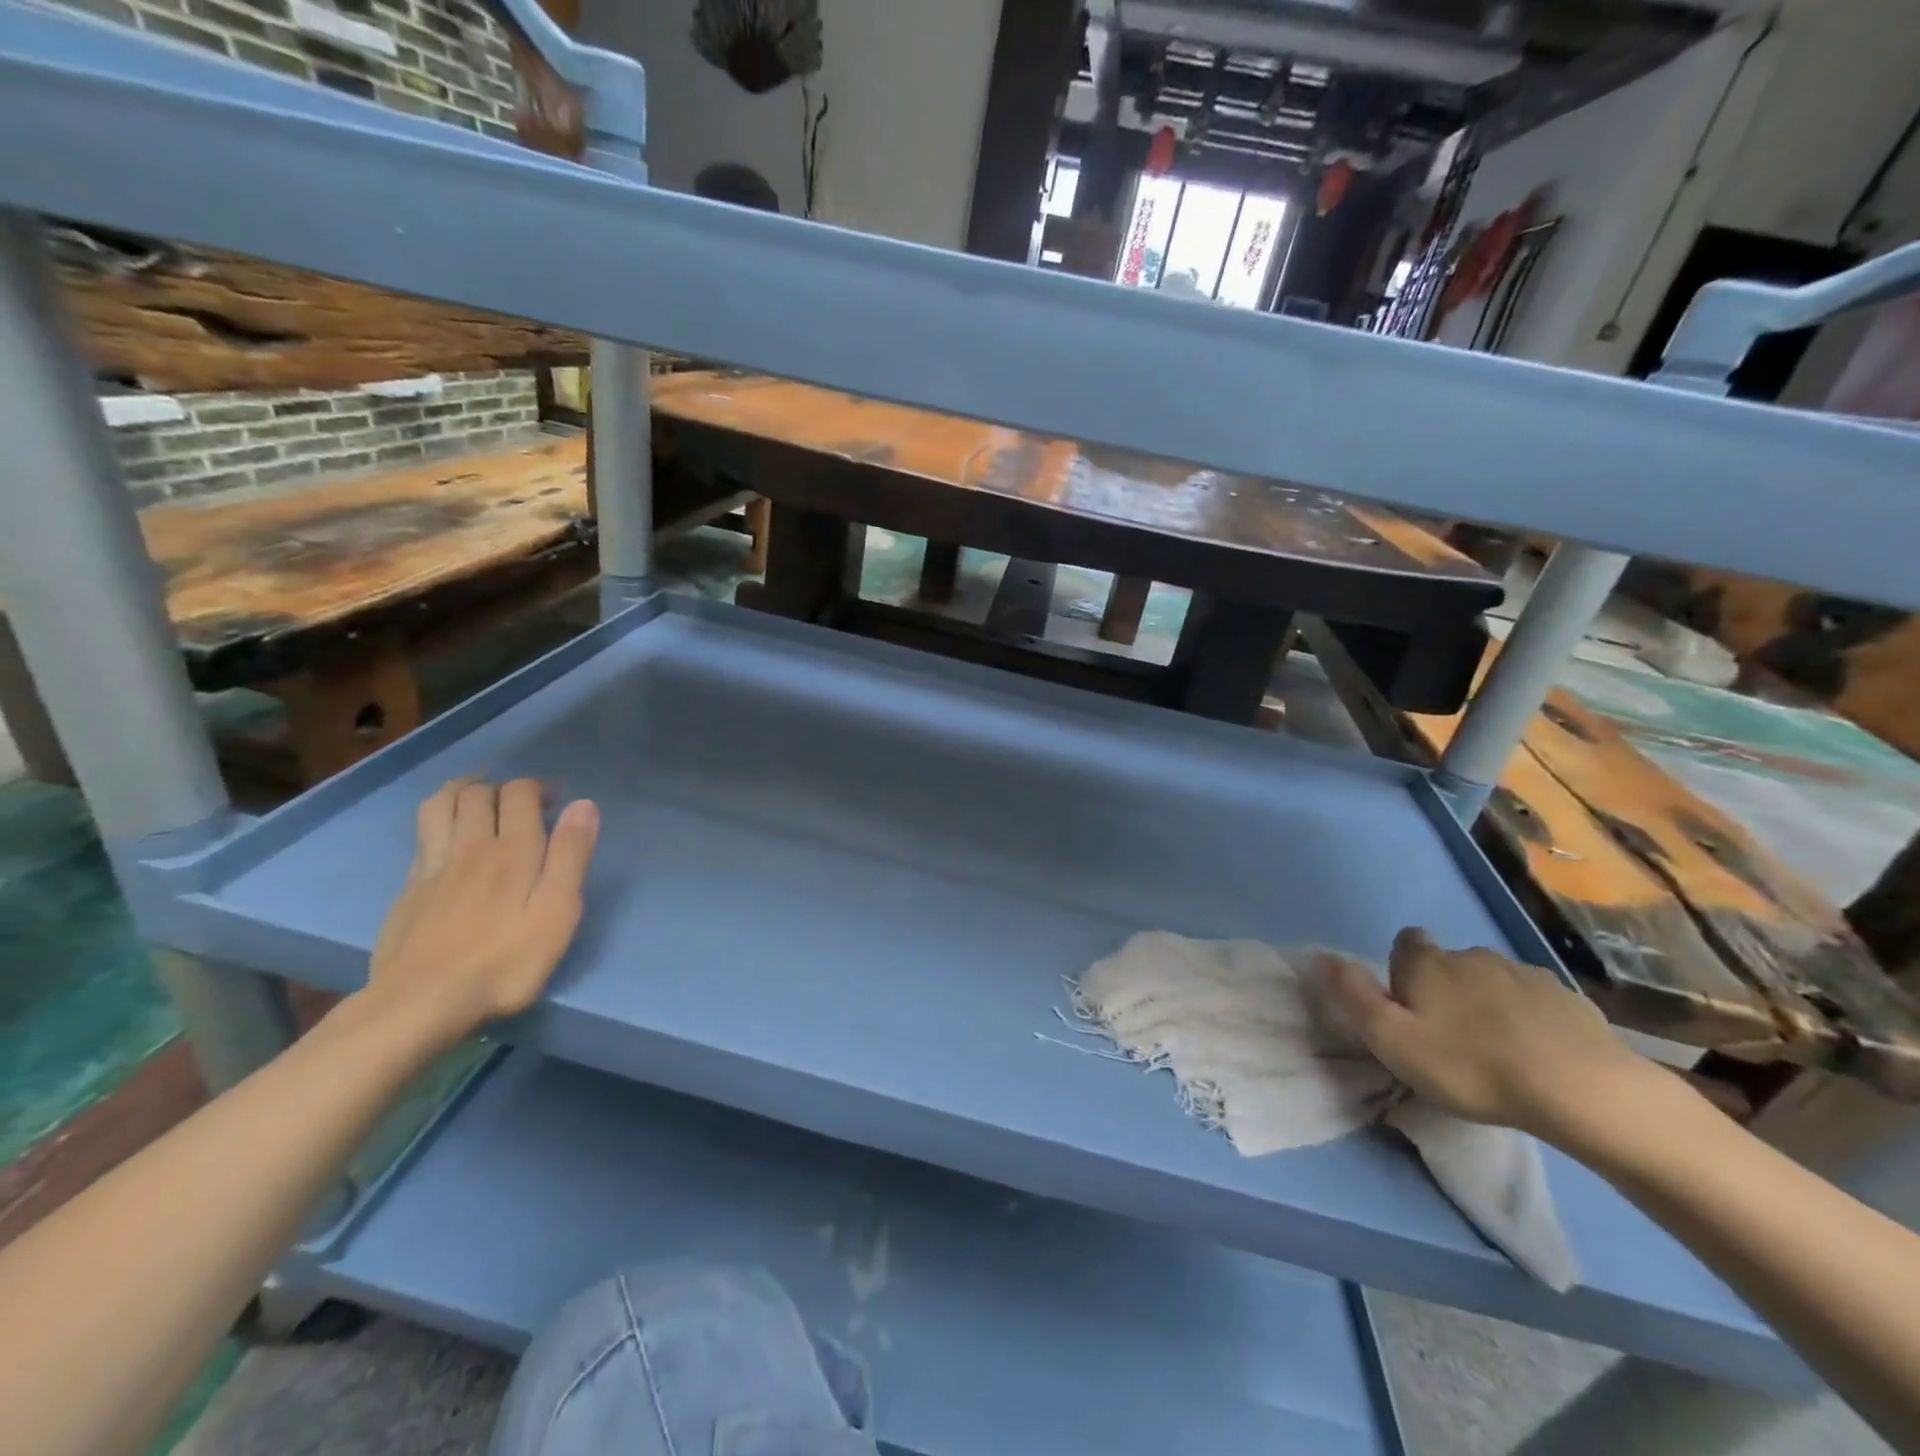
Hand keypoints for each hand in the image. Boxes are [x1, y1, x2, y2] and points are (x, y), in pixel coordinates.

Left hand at [364, 778, 598, 1044]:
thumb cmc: (505, 960)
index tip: (556, 801)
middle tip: (524, 802)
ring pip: (439, 806)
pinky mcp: (409, 890)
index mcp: (512, 850)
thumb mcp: (557, 912)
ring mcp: (433, 867)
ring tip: (479, 795)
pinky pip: (422, 837)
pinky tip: (448, 838)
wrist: (421, 1003)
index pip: (519, 793)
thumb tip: (583, 805)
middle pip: (478, 793)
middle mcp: (470, 846)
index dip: (538, 787)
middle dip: (503, 787)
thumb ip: (571, 856)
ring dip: (461, 791)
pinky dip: (438, 822)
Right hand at [1319, 927, 1650, 1142]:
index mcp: (1427, 963)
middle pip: (1450, 963)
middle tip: (1452, 1039)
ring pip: (1494, 981)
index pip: (1405, 943)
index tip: (1410, 1008)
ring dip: (1490, 1003)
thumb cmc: (1470, 1065)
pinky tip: (1540, 1054)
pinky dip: (1531, 1019)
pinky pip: (1537, 1002)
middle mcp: (1472, 955)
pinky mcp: (1570, 999)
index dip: (1403, 972)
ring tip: (1499, 1050)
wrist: (1581, 1090)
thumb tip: (1324, 957)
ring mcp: (1526, 973)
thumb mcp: (1391, 1039)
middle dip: (1447, 989)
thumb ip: (1354, 994)